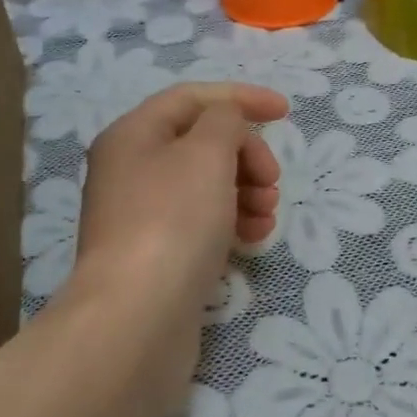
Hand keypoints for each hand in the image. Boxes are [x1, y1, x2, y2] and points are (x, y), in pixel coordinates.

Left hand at [72, 83, 286, 393]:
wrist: (137, 318)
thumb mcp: (206, 153)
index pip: (192, 98)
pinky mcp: (157, 254)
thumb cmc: (173, 221)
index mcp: (133, 134)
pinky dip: (232, 222)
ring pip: (206, 185)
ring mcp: (141, 215)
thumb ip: (225, 121)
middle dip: (246, 154)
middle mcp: (131, 170)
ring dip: (246, 190)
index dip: (241, 98)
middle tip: (271, 181)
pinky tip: (254, 238)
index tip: (286, 113)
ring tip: (268, 214)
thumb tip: (226, 126)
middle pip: (201, 143)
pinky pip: (202, 222)